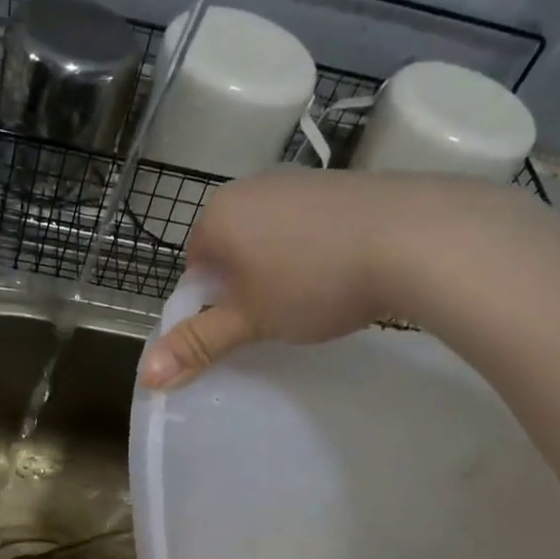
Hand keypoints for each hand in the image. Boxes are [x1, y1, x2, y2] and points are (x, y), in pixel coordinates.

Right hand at [138, 169, 557, 389]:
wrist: (416, 238)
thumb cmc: (312, 281)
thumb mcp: (248, 322)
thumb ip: (196, 345)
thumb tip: (144, 378)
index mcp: (219, 214)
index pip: (192, 267)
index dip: (209, 304)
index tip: (238, 327)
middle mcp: (253, 185)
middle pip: (230, 250)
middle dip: (242, 286)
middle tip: (271, 319)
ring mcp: (301, 180)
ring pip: (270, 238)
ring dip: (278, 271)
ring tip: (310, 300)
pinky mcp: (344, 184)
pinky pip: (309, 226)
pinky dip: (314, 252)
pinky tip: (341, 275)